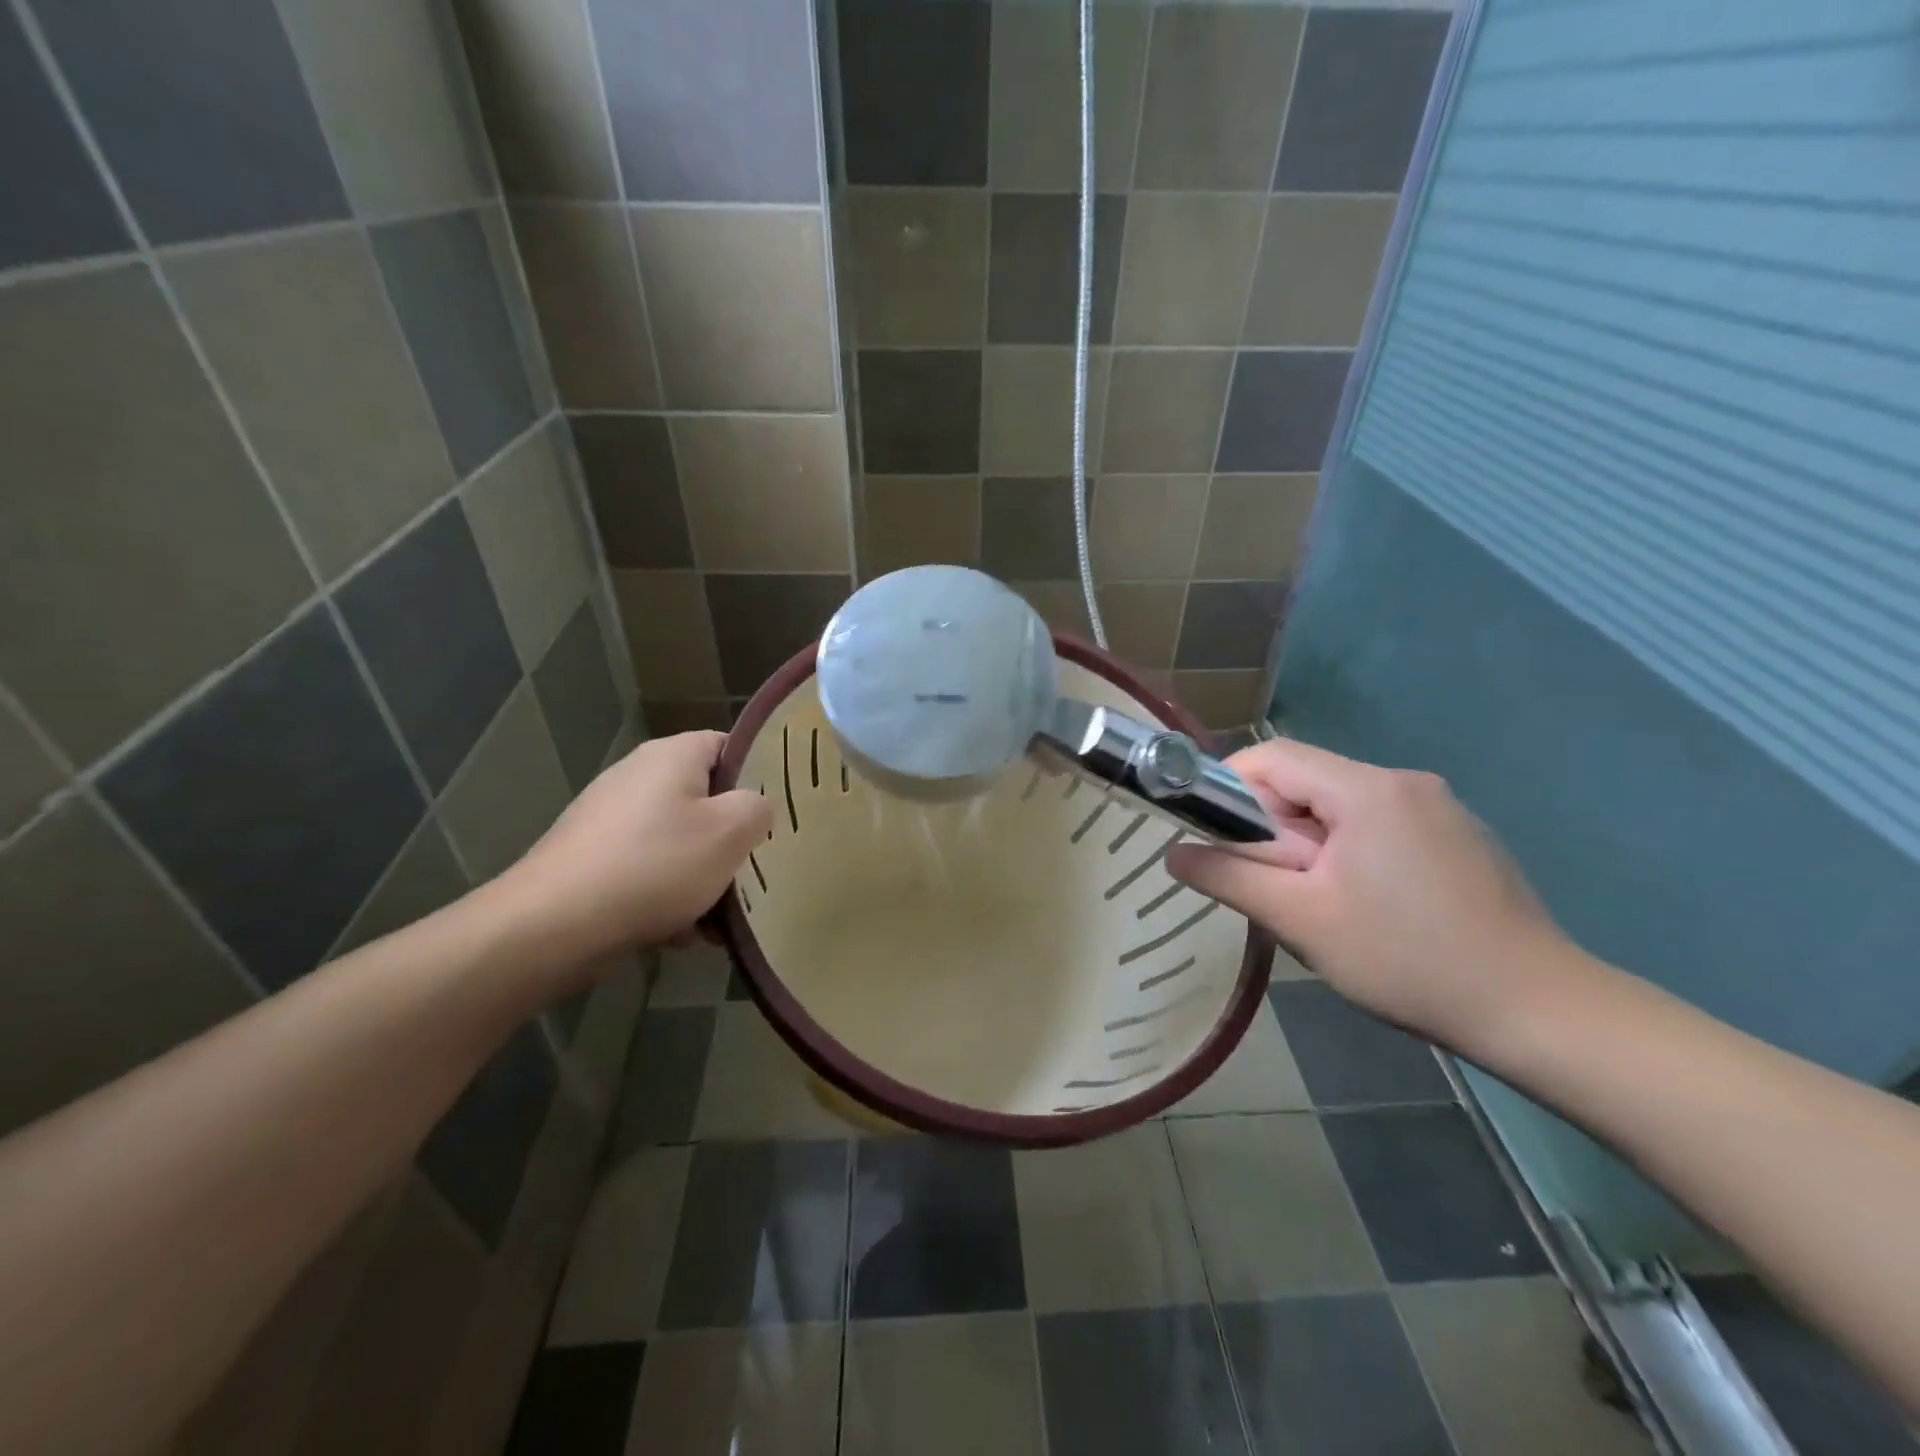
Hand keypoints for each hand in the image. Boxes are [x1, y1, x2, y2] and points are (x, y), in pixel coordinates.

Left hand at [505, 731, 770, 965]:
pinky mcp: (590, 859)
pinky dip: (667, 897)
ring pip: (679, 841)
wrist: (550, 927)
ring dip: (703, 878)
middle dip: (731, 840)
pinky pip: (647, 870)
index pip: (731, 746)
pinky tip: (677, 934)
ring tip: (717, 918)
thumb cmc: (654, 866)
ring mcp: (609, 819)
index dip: (760, 775)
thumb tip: (755, 808)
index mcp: (672, 755)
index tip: (778, 812)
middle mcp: (636, 776)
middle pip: (705, 800)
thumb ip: (759, 808)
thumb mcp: (731, 831)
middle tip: (752, 870)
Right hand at [1168, 740, 1581, 1055]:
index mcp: (1367, 789)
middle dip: (1275, 829)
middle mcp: (1405, 782)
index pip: (1273, 757)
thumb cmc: (1407, 960)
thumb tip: (1175, 853)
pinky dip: (1353, 854)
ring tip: (1324, 909)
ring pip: (1342, 808)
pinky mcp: (1461, 838)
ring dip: (1313, 847)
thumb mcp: (1301, 920)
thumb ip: (1229, 877)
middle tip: (1277, 890)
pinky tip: (1373, 912)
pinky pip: (1381, 827)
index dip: (1231, 789)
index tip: (1220, 841)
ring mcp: (1441, 809)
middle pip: (1308, 782)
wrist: (1540, 1011)